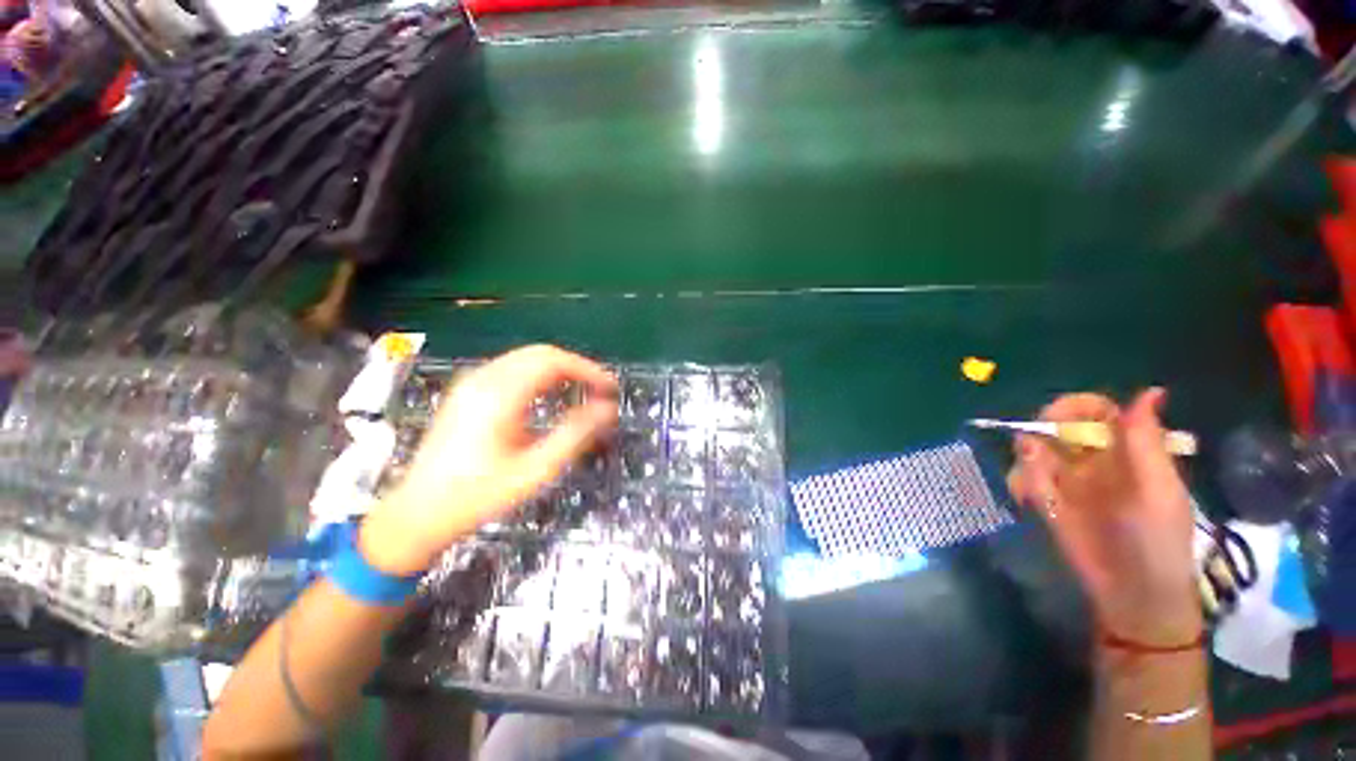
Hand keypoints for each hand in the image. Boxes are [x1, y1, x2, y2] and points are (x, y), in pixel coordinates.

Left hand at [361, 345, 617, 574]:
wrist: (417, 513)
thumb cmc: (478, 496)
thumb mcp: (535, 470)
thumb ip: (575, 435)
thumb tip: (607, 410)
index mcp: (500, 395)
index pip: (553, 361)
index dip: (587, 369)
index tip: (609, 387)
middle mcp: (483, 380)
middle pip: (540, 353)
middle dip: (575, 366)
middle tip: (598, 389)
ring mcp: (471, 383)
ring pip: (525, 358)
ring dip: (558, 368)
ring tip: (581, 390)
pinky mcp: (466, 392)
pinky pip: (511, 368)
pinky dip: (538, 373)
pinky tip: (549, 393)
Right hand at [1006, 389, 1201, 646]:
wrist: (1132, 594)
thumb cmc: (1157, 540)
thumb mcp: (1158, 490)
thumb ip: (1146, 442)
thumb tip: (1150, 390)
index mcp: (1125, 451)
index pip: (1094, 411)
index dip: (1073, 407)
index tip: (1055, 419)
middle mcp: (1093, 459)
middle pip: (1056, 426)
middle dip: (1040, 431)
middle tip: (1036, 450)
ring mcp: (1066, 480)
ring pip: (1033, 451)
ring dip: (1027, 462)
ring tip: (1036, 487)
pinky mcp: (1046, 501)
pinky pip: (1024, 479)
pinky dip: (1021, 483)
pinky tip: (1028, 499)